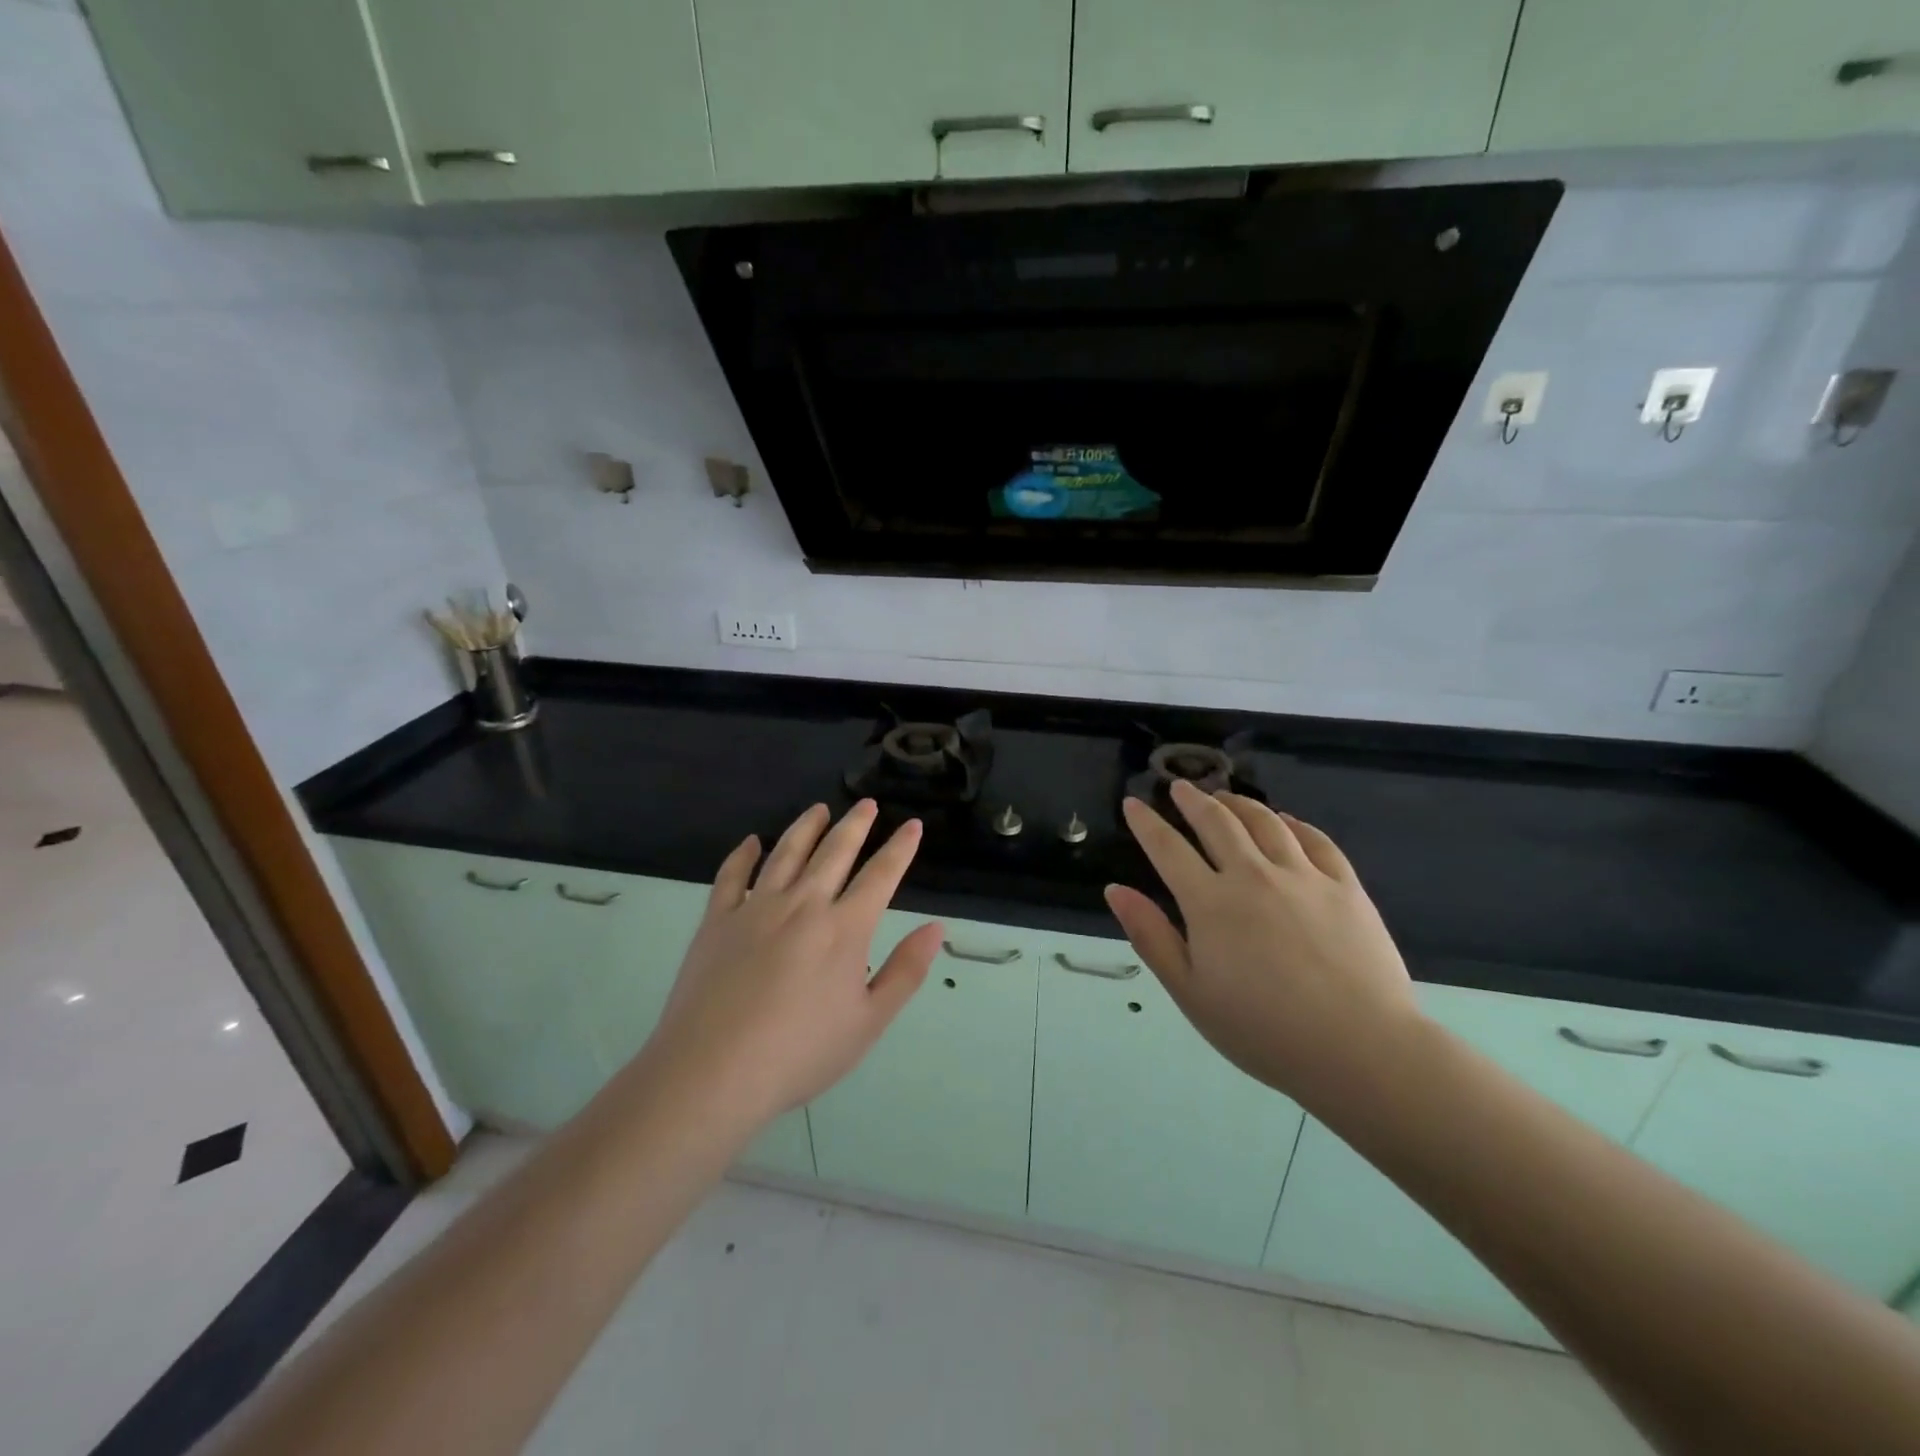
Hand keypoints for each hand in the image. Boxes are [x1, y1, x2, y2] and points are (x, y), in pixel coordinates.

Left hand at [641, 801, 942, 1126]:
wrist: (713, 1072)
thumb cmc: (800, 1053)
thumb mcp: (868, 1022)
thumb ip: (905, 972)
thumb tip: (935, 929)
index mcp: (844, 929)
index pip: (881, 875)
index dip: (900, 848)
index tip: (912, 825)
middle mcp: (803, 905)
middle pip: (834, 851)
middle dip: (856, 824)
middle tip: (867, 804)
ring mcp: (756, 908)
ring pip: (786, 853)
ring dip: (806, 827)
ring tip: (819, 808)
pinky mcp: (717, 920)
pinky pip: (731, 875)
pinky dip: (743, 854)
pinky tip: (751, 842)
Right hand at [1105, 779, 1419, 1110]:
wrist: (1360, 1050)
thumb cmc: (1263, 1031)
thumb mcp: (1190, 992)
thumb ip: (1150, 936)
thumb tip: (1115, 890)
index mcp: (1210, 903)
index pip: (1167, 848)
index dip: (1146, 823)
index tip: (1133, 803)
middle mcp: (1253, 876)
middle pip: (1217, 822)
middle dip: (1192, 800)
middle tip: (1180, 787)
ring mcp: (1303, 877)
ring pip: (1265, 823)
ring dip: (1239, 804)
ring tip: (1226, 797)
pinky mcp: (1346, 887)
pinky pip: (1316, 841)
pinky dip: (1294, 824)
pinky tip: (1286, 822)